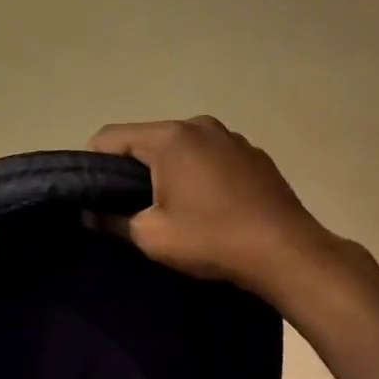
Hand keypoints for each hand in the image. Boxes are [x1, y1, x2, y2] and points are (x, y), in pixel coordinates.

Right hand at [88, 116, 338, 303]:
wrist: (288, 253)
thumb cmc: (211, 238)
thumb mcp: (150, 236)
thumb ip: (111, 219)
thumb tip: (91, 213)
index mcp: (170, 137)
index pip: (109, 137)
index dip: (92, 163)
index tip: (93, 194)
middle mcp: (200, 125)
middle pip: (146, 139)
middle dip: (130, 168)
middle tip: (127, 205)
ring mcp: (231, 137)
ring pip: (180, 147)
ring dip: (166, 170)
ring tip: (169, 207)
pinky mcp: (254, 155)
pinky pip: (209, 156)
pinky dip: (197, 173)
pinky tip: (206, 206)